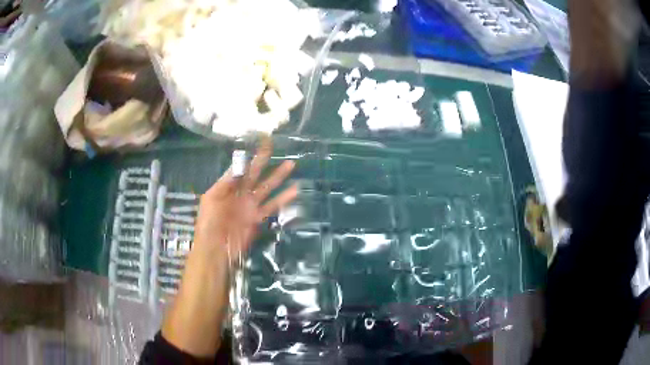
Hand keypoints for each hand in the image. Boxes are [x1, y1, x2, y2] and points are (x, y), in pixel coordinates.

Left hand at [193, 139, 298, 261]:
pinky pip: (272, 205)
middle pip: (255, 173)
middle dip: (265, 160)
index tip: (259, 143)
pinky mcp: (258, 217)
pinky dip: (283, 198)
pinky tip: (294, 190)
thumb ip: (226, 182)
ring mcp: (250, 205)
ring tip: (291, 164)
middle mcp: (240, 193)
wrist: (216, 248)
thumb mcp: (212, 198)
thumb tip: (240, 165)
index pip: (240, 167)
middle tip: (275, 146)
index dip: (250, 156)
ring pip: (267, 187)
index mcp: (228, 186)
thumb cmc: (209, 222)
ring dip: (278, 176)